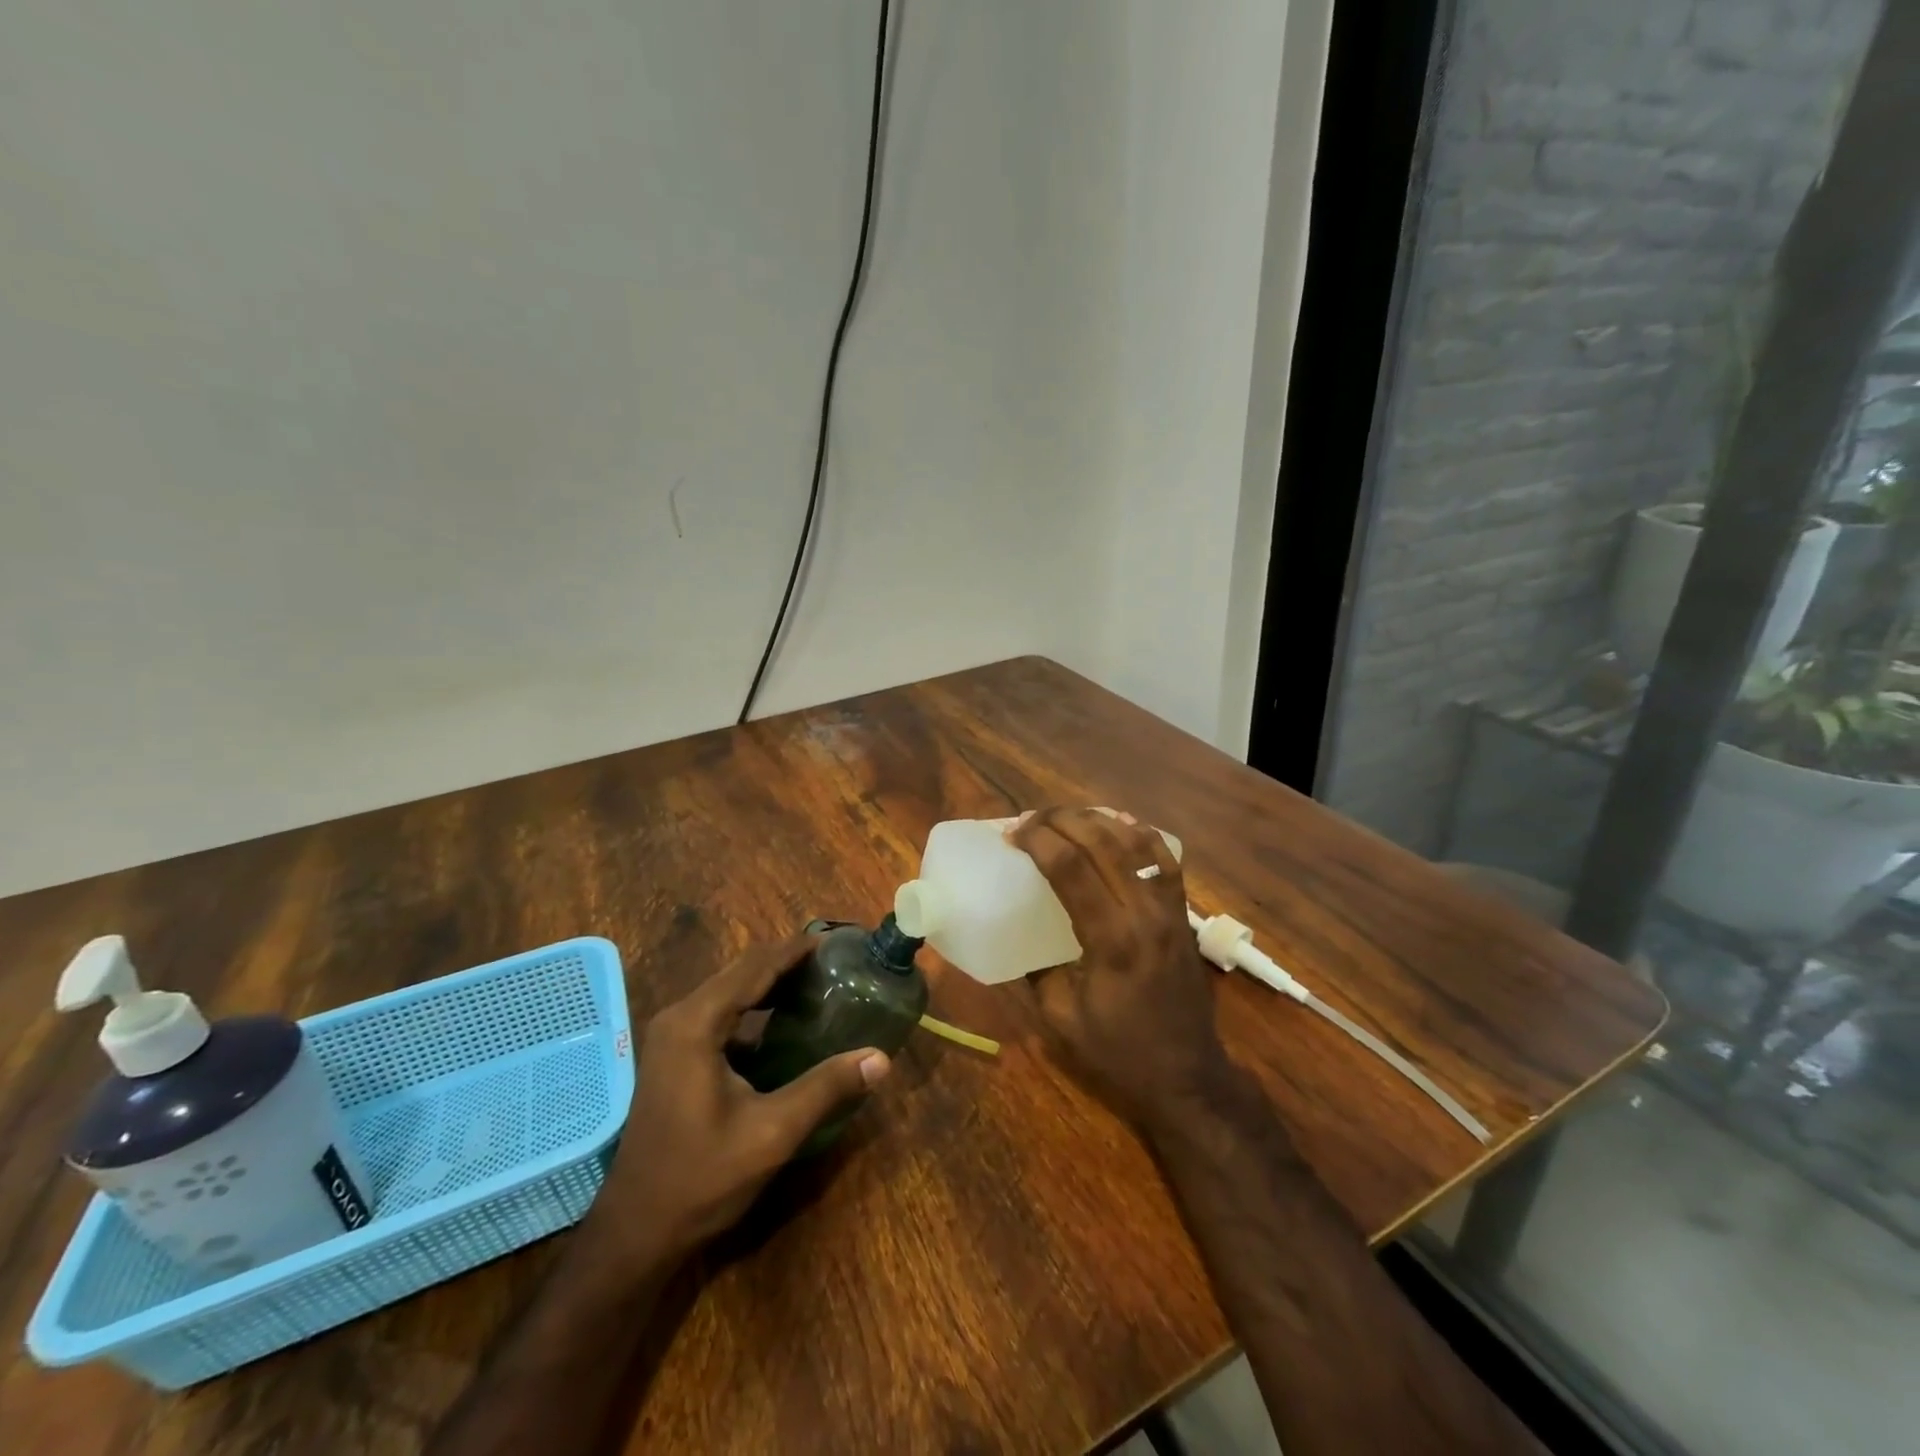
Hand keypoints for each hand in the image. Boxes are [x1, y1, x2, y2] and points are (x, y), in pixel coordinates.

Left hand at [586, 935, 891, 1269]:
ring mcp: (671, 1038)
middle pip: (740, 972)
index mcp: (696, 1023)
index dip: (795, 950)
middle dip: (786, 961)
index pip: (755, 967)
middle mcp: (679, 1018)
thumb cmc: (701, 1179)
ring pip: (729, 992)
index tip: (835, 940)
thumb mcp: (772, 1133)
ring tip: (817, 982)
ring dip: (770, 983)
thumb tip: (881, 1058)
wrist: (636, 1234)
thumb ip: (826, 1088)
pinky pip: (719, 1014)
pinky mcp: (673, 1058)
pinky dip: (754, 1008)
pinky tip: (783, 1023)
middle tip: (834, 961)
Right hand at [1010, 808, 1232, 1130]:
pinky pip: (1165, 858)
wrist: (1188, 1076)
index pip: (1070, 867)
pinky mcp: (1183, 913)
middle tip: (1031, 819)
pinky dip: (1140, 833)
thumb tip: (1012, 932)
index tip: (1012, 834)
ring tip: (1066, 817)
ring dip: (1098, 819)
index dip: (1037, 840)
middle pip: (1103, 841)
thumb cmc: (1120, 1052)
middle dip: (1061, 819)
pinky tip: (1118, 825)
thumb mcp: (1060, 1018)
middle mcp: (1144, 912)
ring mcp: (1170, 908)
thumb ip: (1035, 970)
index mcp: (1111, 939)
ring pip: (1136, 840)